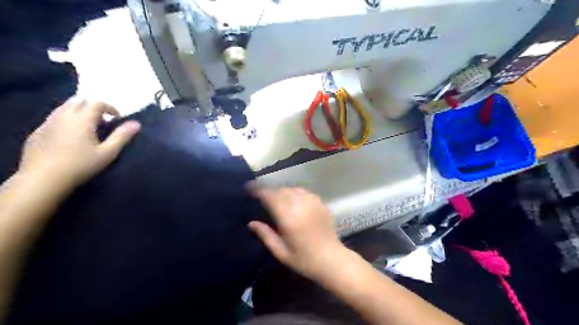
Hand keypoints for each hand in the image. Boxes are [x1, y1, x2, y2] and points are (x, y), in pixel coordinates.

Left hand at [17, 98, 141, 191]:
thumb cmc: (81, 165)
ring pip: (64, 108)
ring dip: (78, 112)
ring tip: (87, 128)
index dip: (110, 108)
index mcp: (82, 119)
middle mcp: (63, 116)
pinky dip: (66, 121)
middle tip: (102, 121)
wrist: (43, 179)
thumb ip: (122, 136)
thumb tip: (137, 124)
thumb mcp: (108, 152)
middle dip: (92, 107)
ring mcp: (47, 123)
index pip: (97, 103)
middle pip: (78, 101)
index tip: (117, 119)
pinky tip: (70, 137)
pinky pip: (54, 119)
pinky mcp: (37, 132)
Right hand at [247, 187, 342, 280]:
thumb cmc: (304, 260)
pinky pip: (304, 192)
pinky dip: (294, 192)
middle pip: (280, 190)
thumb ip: (265, 235)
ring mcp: (313, 202)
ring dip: (281, 190)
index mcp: (289, 218)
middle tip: (260, 194)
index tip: (249, 188)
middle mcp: (300, 205)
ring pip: (292, 188)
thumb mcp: (281, 252)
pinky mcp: (321, 203)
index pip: (270, 196)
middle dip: (269, 190)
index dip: (258, 190)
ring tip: (275, 196)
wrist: (332, 260)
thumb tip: (251, 223)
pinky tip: (292, 199)